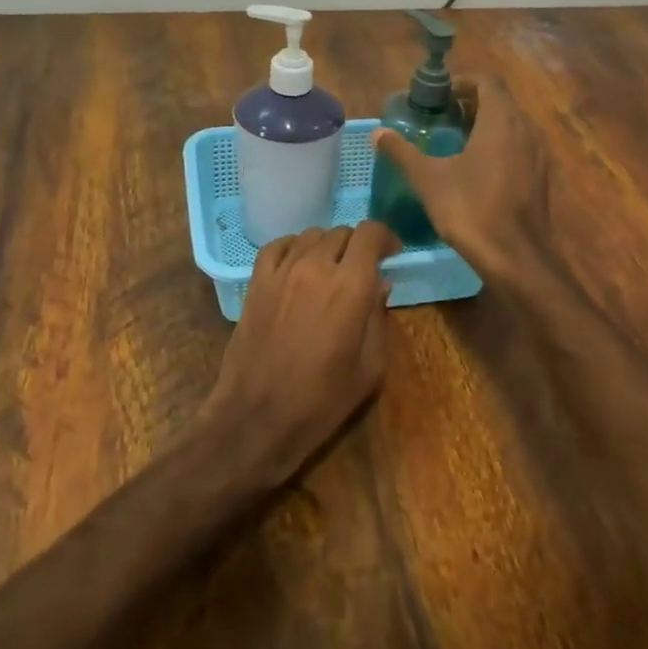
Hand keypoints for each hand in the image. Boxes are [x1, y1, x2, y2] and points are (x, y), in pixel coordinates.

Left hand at [210, 221, 398, 485]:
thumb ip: (378, 317)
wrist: (258, 416)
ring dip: (328, 246)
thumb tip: (380, 285)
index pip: (370, 233)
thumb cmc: (322, 399)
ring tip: (331, 269)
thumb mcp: (370, 366)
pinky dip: (293, 247)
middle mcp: (316, 266)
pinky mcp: (256, 282)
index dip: (385, 238)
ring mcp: (281, 271)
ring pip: (310, 235)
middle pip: (342, 232)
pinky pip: (277, 247)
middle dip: (358, 246)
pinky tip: (298, 264)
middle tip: (363, 269)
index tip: (391, 255)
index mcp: (351, 285)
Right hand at [373, 76, 555, 280]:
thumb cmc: (471, 210)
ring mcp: (537, 154)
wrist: (516, 257)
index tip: (439, 96)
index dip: (463, 82)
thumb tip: (377, 132)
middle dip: (471, 104)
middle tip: (442, 118)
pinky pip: (519, 147)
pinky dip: (498, 146)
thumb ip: (403, 152)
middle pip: (500, 101)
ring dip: (486, 125)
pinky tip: (476, 170)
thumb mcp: (429, 179)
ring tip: (456, 142)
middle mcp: (525, 129)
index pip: (487, 81)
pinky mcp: (540, 177)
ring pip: (511, 125)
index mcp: (501, 120)